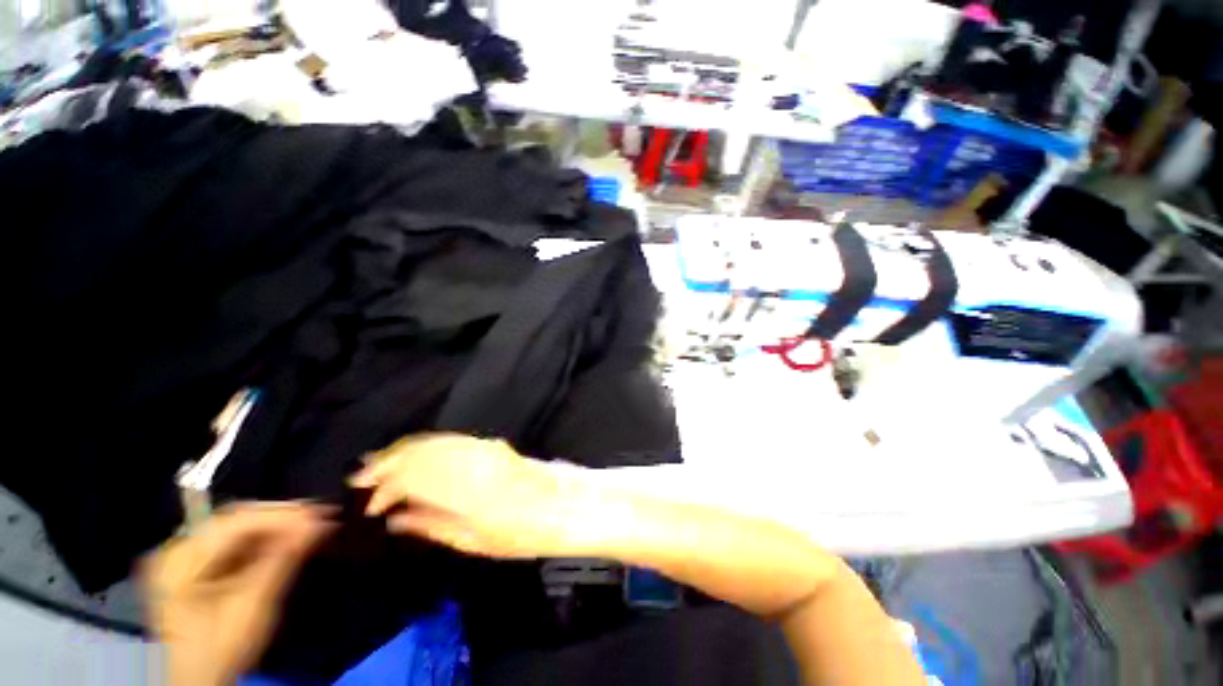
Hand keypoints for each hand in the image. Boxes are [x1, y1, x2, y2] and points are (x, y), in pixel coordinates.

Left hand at [141, 503, 334, 685]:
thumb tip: (319, 523)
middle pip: (236, 521)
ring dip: (277, 528)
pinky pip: (234, 542)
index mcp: (181, 558)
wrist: (200, 681)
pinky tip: (289, 541)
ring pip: (239, 528)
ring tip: (312, 527)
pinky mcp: (196, 564)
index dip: (282, 516)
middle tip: (322, 517)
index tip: (322, 515)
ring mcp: (185, 556)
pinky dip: (265, 540)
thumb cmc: (221, 648)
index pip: (236, 522)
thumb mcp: (253, 606)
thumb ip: (282, 560)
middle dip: (282, 518)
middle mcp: (177, 548)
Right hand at [349, 434, 583, 558]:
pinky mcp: (491, 444)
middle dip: (386, 464)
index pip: (411, 479)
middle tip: (361, 477)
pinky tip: (417, 452)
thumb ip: (432, 526)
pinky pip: (452, 439)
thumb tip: (396, 519)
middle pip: (419, 454)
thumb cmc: (521, 534)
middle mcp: (469, 462)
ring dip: (404, 450)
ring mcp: (482, 448)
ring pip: (434, 442)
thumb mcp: (474, 541)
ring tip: (379, 462)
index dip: (385, 489)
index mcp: (462, 491)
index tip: (371, 506)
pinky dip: (428, 444)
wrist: (561, 504)